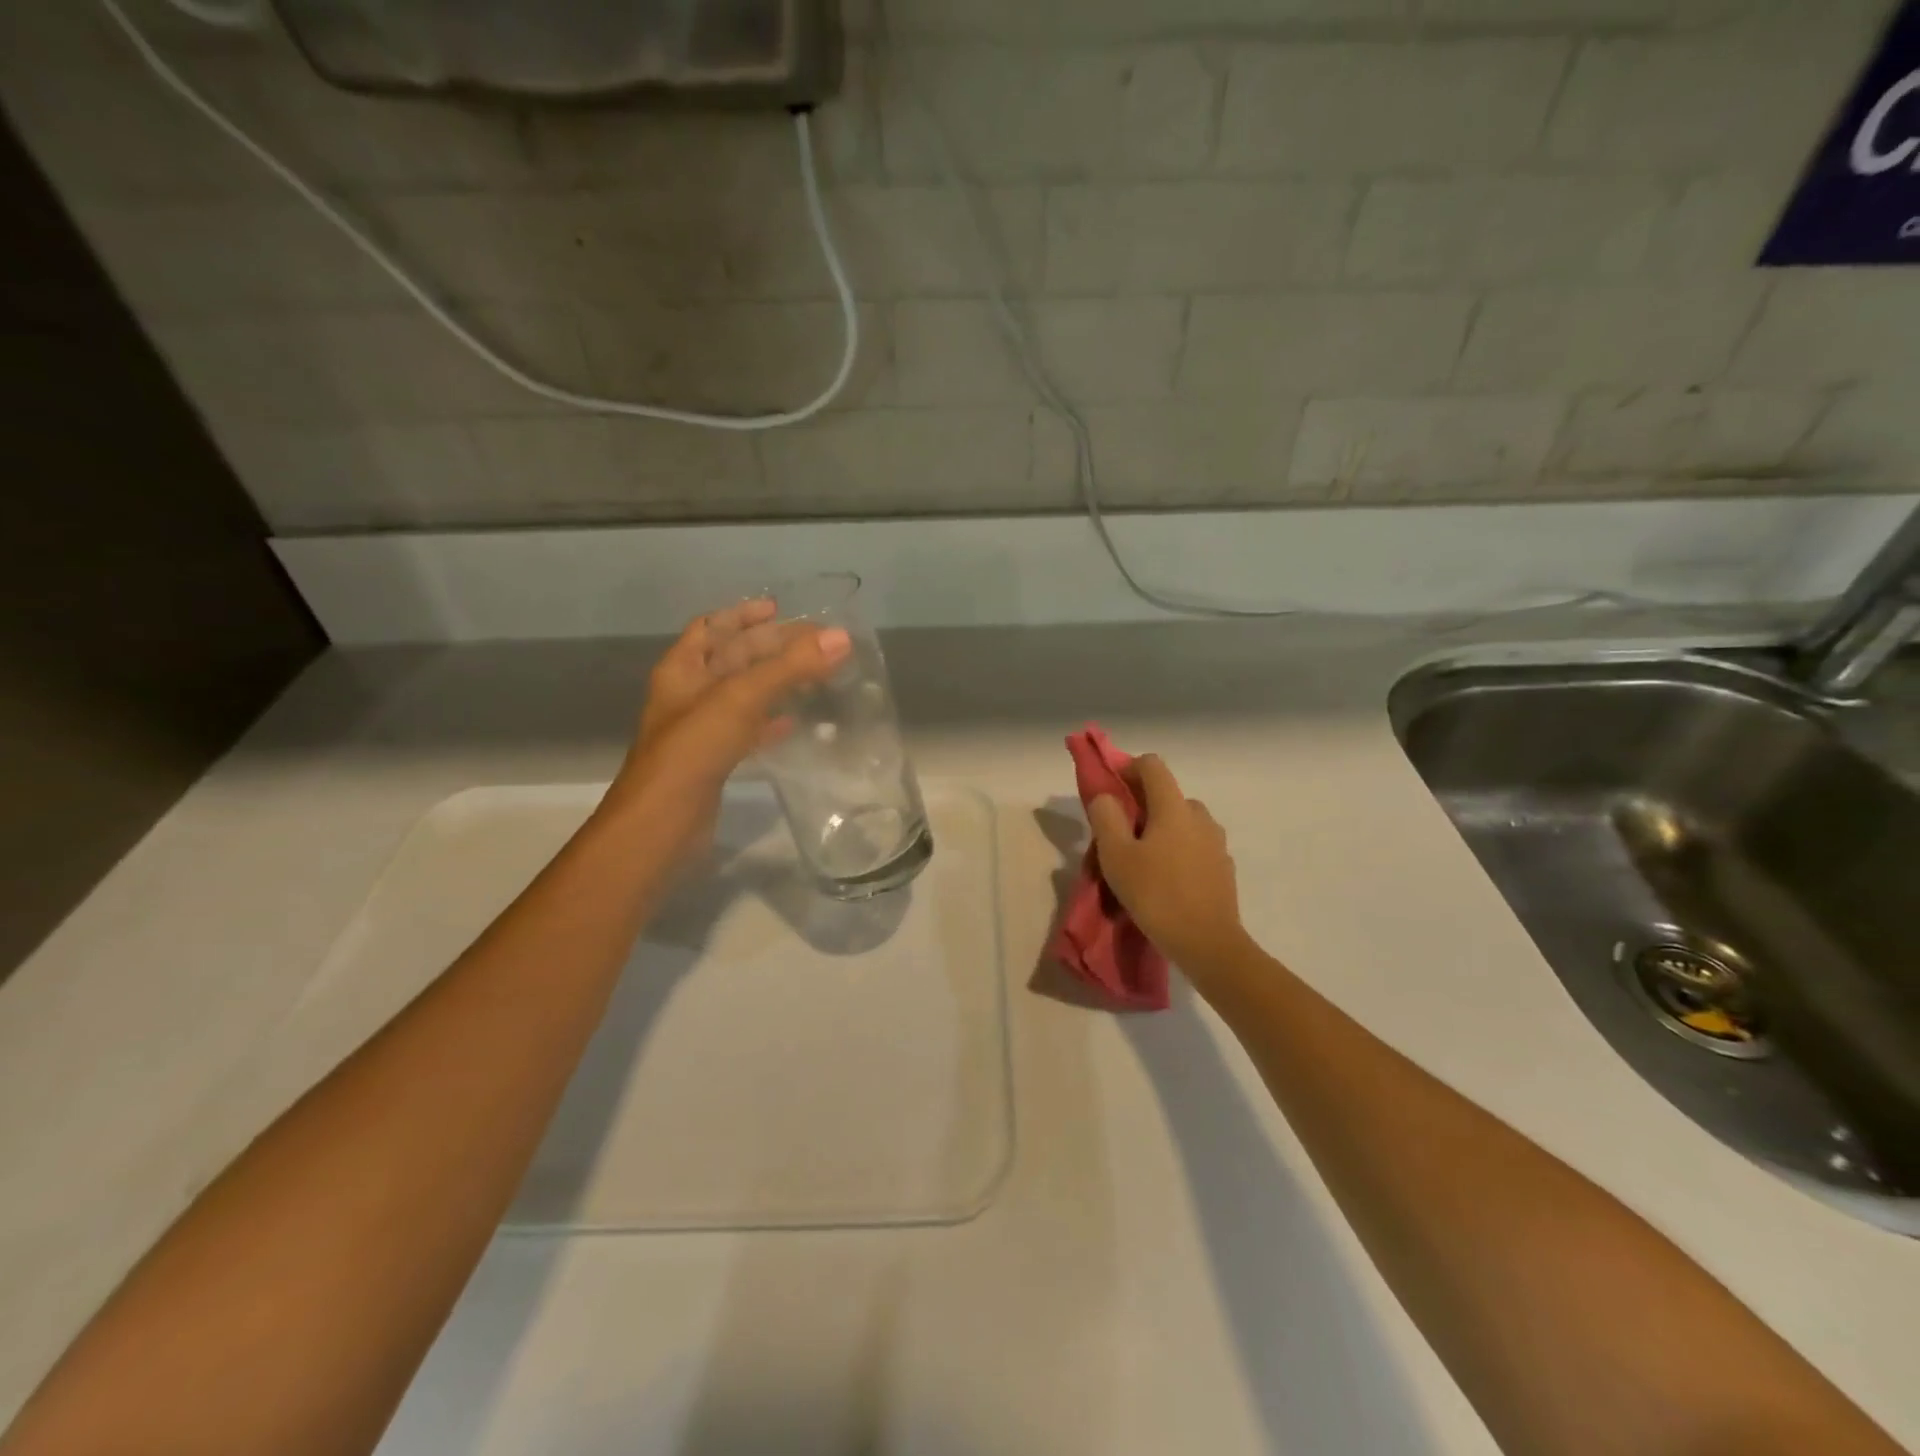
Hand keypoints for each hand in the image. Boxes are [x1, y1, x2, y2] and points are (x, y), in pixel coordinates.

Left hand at [600, 603, 850, 859]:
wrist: (663, 823)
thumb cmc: (694, 750)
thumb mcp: (742, 698)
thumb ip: (791, 666)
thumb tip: (841, 636)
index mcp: (683, 669)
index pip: (712, 627)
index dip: (743, 614)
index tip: (780, 608)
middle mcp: (688, 694)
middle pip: (732, 658)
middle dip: (770, 647)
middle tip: (815, 643)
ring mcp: (701, 730)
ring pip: (742, 695)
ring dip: (774, 682)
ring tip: (813, 675)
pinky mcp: (715, 761)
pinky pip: (747, 731)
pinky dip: (770, 722)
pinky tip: (795, 722)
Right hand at [1087, 754, 1251, 978]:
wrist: (1208, 943)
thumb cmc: (1156, 895)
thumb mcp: (1116, 856)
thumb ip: (1106, 817)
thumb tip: (1105, 796)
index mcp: (1173, 807)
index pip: (1152, 765)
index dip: (1128, 769)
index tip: (1111, 792)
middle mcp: (1199, 817)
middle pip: (1167, 795)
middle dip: (1142, 806)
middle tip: (1120, 835)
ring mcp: (1216, 842)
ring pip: (1182, 822)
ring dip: (1161, 830)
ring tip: (1142, 862)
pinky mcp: (1223, 868)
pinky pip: (1195, 846)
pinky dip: (1177, 851)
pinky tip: (1165, 881)